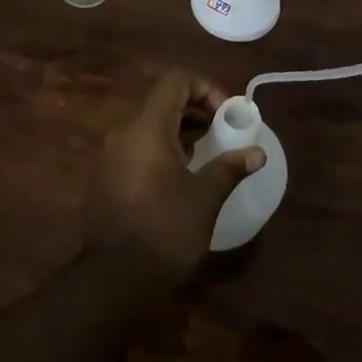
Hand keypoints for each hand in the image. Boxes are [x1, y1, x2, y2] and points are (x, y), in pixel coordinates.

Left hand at [83, 71, 265, 281]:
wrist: (113, 280)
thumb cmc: (165, 230)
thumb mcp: (205, 197)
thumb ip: (230, 167)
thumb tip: (257, 153)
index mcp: (147, 128)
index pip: (177, 81)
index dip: (206, 89)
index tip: (226, 116)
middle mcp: (124, 132)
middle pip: (163, 102)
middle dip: (196, 111)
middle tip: (221, 135)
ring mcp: (109, 155)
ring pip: (148, 126)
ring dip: (179, 132)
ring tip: (204, 157)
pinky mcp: (104, 177)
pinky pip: (136, 147)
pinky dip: (160, 149)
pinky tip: (177, 179)